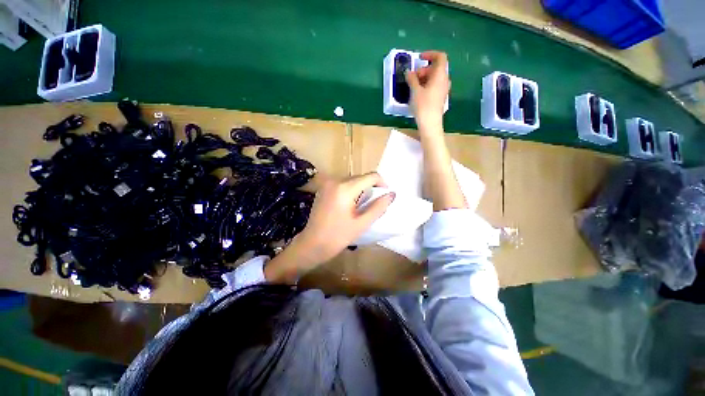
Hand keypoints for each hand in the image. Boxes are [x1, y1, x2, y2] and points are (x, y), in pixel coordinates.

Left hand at [264, 173, 393, 282]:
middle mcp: (335, 180)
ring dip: (361, 189)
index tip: (385, 195)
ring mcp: (327, 184)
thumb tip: (392, 194)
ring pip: (352, 180)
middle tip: (373, 204)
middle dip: (371, 187)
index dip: (382, 183)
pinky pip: (343, 184)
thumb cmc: (338, 236)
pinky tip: (350, 205)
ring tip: (362, 206)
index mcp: (345, 188)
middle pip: (360, 177)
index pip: (370, 176)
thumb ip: (378, 207)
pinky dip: (351, 191)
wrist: (312, 244)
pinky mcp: (323, 189)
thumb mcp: (362, 223)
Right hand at [406, 51, 450, 130]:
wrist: (430, 124)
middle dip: (423, 69)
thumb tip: (408, 72)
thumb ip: (411, 79)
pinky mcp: (440, 98)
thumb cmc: (423, 106)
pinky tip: (417, 94)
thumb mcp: (415, 91)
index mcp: (440, 75)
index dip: (430, 54)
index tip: (419, 58)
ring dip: (423, 78)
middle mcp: (444, 80)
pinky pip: (434, 86)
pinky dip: (426, 85)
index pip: (440, 57)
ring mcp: (443, 90)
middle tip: (412, 78)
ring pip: (434, 78)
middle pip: (435, 68)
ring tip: (413, 86)